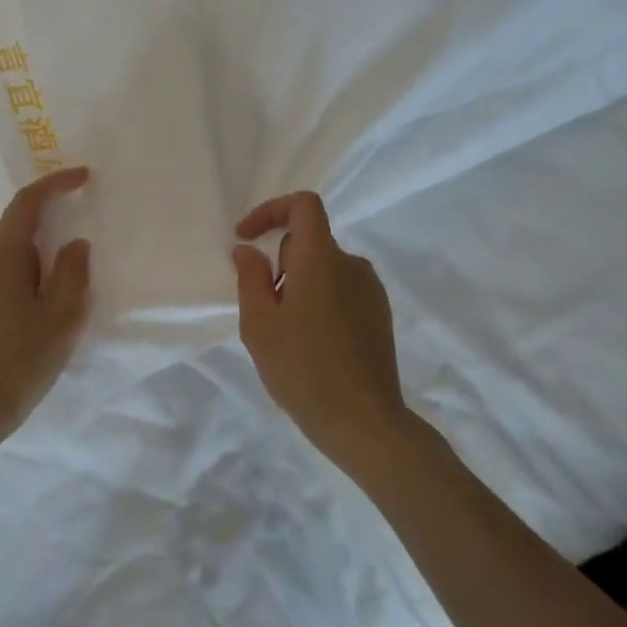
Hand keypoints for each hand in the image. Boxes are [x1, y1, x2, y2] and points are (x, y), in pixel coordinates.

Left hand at [0, 168, 92, 441]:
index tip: (82, 177)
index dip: (55, 184)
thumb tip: (74, 244)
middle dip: (50, 246)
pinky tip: (29, 330)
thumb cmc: (19, 361)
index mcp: (1, 256)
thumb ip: (74, 273)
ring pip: (7, 266)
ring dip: (35, 276)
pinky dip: (19, 293)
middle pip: (18, 236)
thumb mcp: (62, 318)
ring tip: (55, 316)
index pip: (27, 204)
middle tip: (75, 280)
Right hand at [233, 191, 410, 470]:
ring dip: (299, 284)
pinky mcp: (380, 314)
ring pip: (324, 268)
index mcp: (321, 260)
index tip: (246, 238)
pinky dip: (320, 300)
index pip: (303, 205)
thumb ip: (250, 278)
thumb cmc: (302, 369)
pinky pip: (341, 289)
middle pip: (309, 241)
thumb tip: (247, 250)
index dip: (271, 210)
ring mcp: (371, 290)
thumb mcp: (260, 325)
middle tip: (263, 307)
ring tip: (286, 332)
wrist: (363, 421)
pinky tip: (311, 343)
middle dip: (279, 262)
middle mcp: (352, 265)